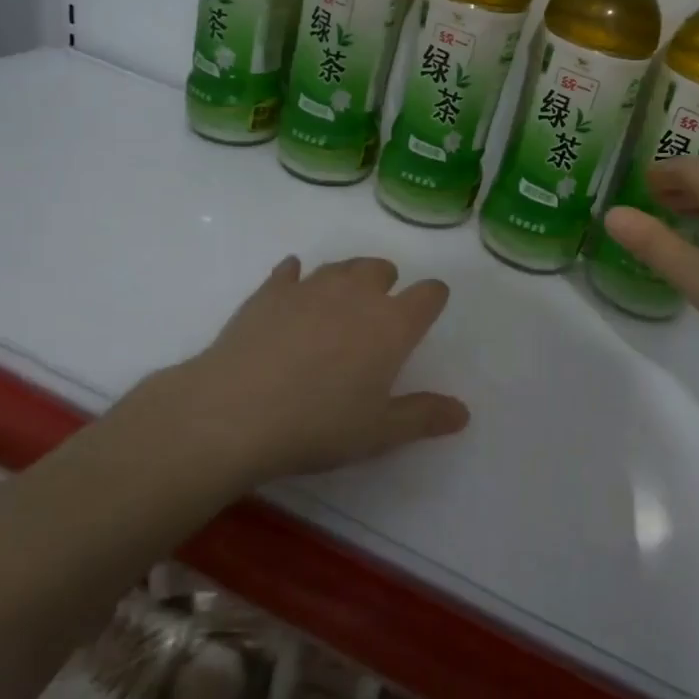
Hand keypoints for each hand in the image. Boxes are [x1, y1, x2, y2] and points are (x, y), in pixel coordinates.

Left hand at [173, 255, 468, 483]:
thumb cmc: (318, 425)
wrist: (236, 412)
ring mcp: (310, 286)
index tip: (429, 309)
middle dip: (387, 283)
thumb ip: (423, 417)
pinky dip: (295, 277)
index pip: (429, 294)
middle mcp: (356, 293)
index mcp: (392, 324)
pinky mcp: (271, 290)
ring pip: (340, 266)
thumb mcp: (378, 432)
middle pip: (382, 268)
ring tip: (340, 304)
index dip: (433, 298)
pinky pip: (289, 271)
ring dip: (347, 278)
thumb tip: (463, 412)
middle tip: (378, 314)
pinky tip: (290, 286)